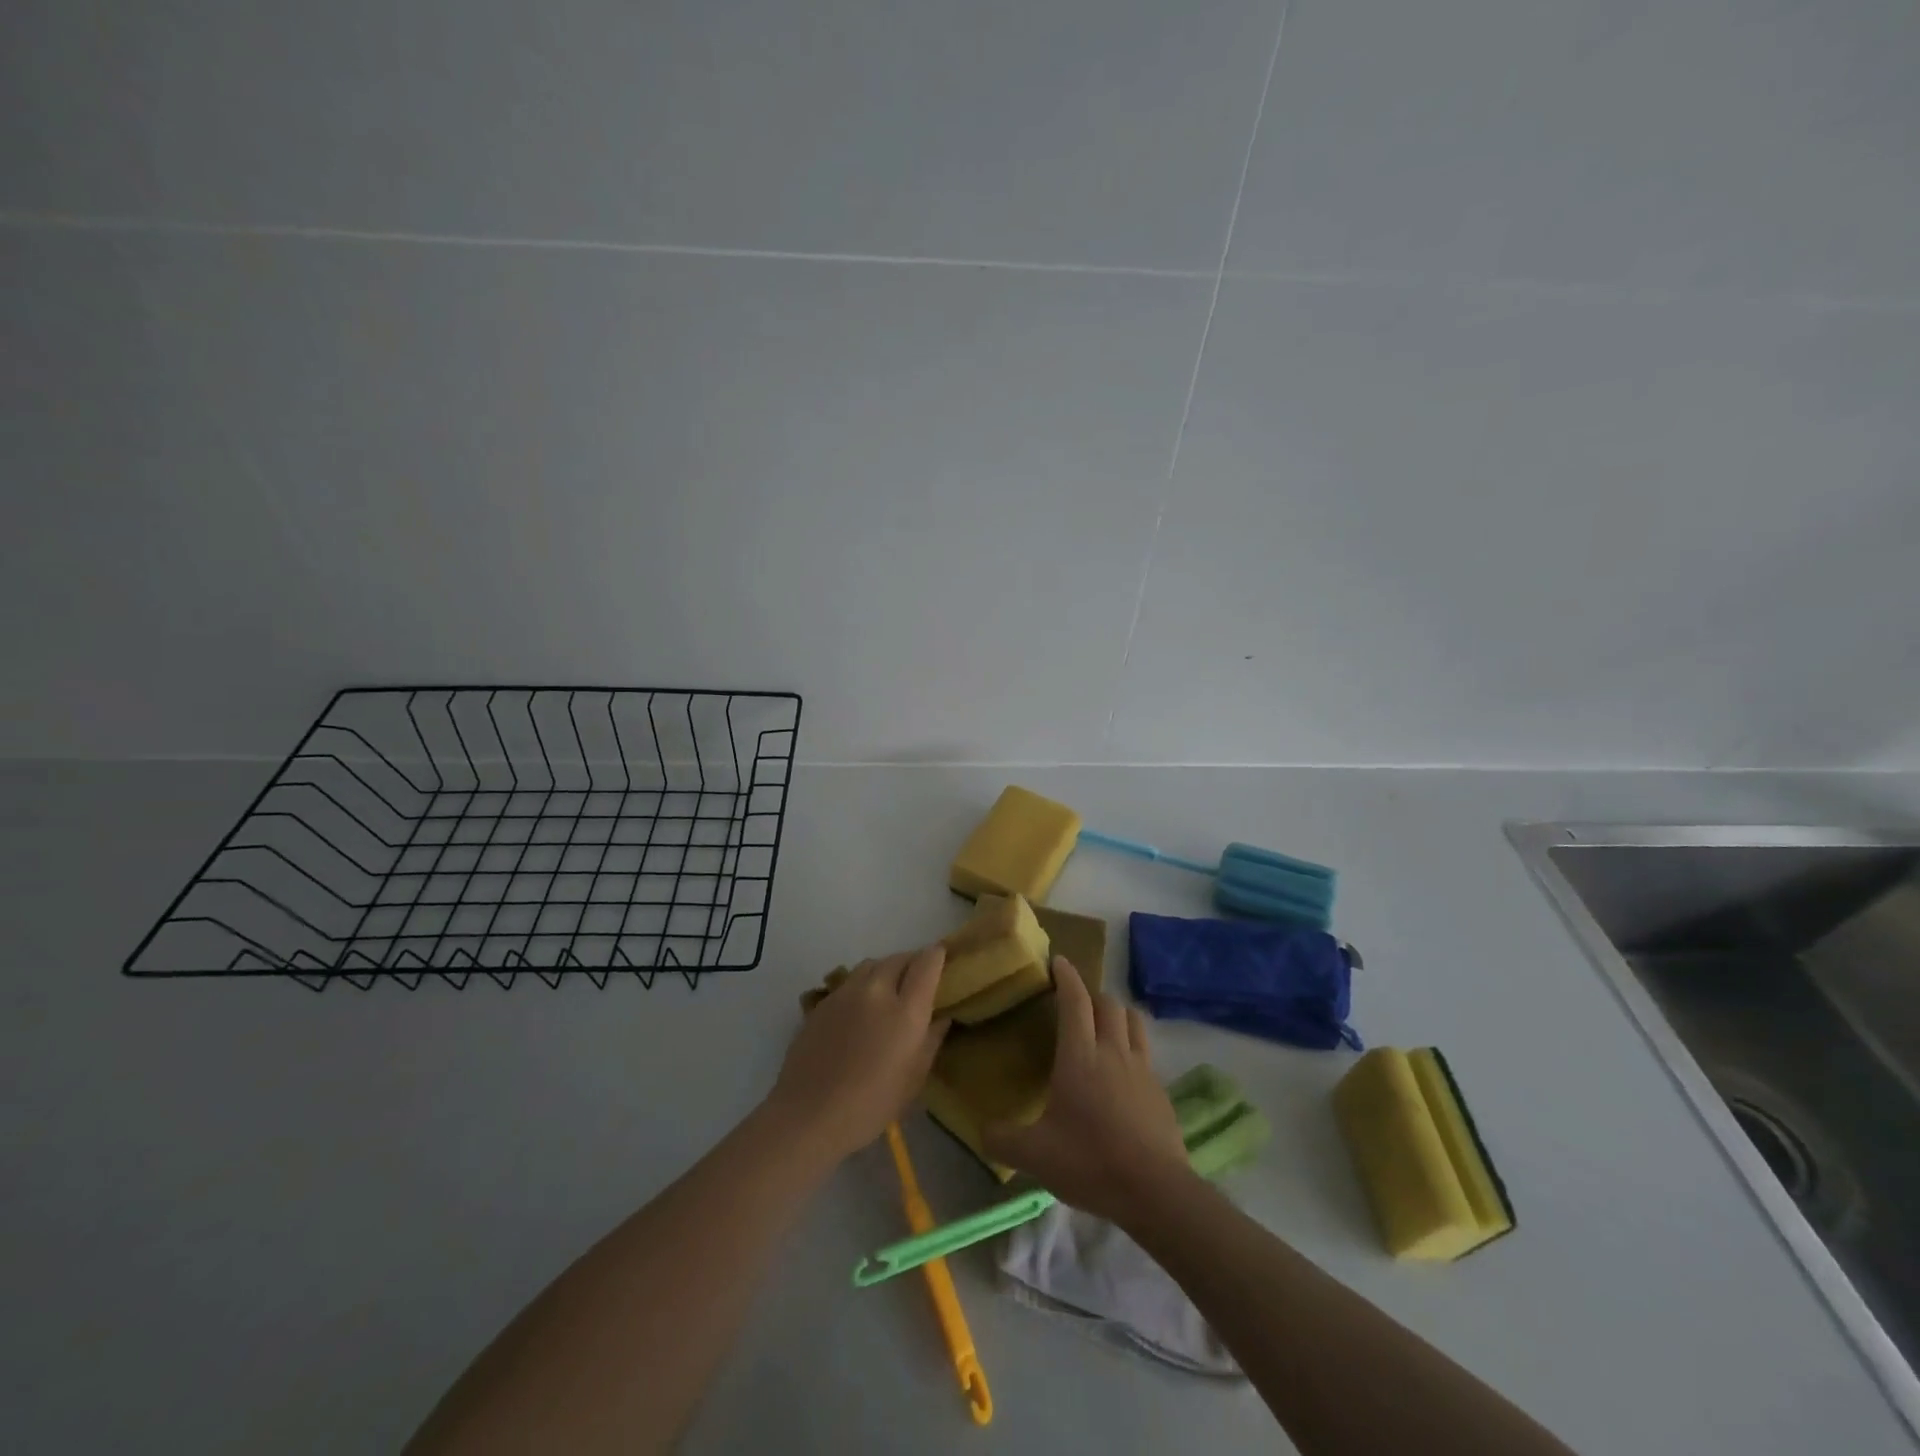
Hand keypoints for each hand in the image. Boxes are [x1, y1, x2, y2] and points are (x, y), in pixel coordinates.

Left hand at [769, 946, 950, 1162]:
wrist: (809, 1114)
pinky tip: (859, 1010)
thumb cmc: (871, 1105)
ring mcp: (846, 993)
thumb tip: (941, 1017)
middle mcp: (877, 991)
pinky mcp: (823, 1002)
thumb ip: (931, 1040)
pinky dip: (862, 986)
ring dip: (885, 970)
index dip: (936, 956)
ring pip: (871, 965)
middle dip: (911, 962)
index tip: (941, 958)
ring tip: (887, 990)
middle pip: (898, 958)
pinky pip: (849, 982)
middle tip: (916, 979)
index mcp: (906, 1010)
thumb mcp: (913, 1079)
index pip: (926, 963)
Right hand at [982, 956, 1192, 1221]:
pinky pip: (1146, 1052)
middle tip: (1075, 1003)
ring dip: (1117, 1013)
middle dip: (1091, 994)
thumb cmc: (1090, 1161)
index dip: (1066, 976)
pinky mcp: (1160, 1090)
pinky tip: (1122, 1072)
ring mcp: (1142, 1069)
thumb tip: (981, 1131)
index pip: (1075, 1000)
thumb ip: (1002, 1139)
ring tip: (1103, 1025)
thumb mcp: (1035, 1155)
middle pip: (1108, 1003)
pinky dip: (1132, 1046)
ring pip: (1133, 1020)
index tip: (1058, 960)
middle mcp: (1113, 1051)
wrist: (1155, 1191)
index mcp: (1080, 1055)